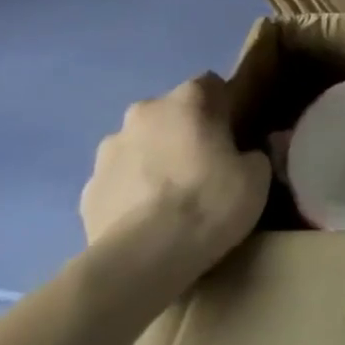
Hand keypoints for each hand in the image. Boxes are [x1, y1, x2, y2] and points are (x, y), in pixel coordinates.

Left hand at [81, 74, 270, 281]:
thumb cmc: (209, 202)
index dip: (226, 107)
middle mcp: (143, 114)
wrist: (142, 260)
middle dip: (186, 132)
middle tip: (208, 165)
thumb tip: (248, 153)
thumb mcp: (258, 175)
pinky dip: (133, 193)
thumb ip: (256, 153)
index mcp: (187, 100)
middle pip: (171, 114)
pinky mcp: (86, 192)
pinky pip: (119, 182)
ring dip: (155, 160)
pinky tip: (148, 220)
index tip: (237, 134)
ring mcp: (108, 152)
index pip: (211, 85)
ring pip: (141, 146)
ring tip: (174, 198)